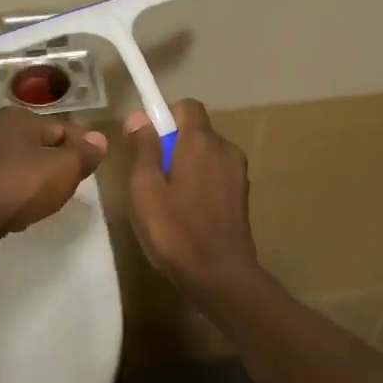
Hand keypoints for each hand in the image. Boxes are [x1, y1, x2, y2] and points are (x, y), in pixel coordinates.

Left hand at [0, 107, 107, 256]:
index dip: (82, 148)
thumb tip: (100, 139)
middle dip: (57, 162)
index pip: (63, 128)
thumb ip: (85, 153)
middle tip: (72, 186)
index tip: (92, 169)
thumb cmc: (19, 186)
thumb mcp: (65, 169)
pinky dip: (14, 191)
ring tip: (47, 200)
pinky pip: (1, 182)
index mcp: (18, 117)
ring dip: (34, 178)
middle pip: (39, 144)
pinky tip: (20, 208)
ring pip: (19, 163)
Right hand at [124, 101, 260, 293]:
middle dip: (172, 146)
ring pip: (206, 155)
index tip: (146, 143)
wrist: (220, 275)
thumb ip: (143, 148)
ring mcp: (238, 172)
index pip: (186, 106)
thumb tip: (140, 117)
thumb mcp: (145, 188)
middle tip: (151, 179)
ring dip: (187, 166)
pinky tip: (188, 213)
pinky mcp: (242, 194)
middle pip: (195, 132)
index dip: (164, 117)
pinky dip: (201, 183)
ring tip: (168, 201)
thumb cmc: (175, 230)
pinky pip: (216, 175)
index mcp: (201, 141)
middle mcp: (225, 148)